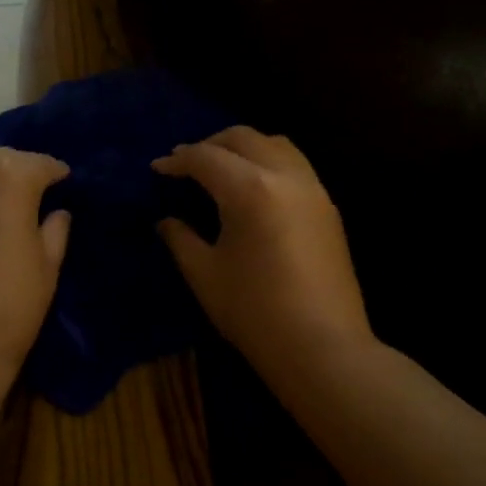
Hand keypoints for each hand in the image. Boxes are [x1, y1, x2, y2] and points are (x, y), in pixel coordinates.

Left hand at [0, 147, 71, 381]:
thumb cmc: (10, 302)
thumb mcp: (48, 265)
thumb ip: (55, 229)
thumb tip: (56, 213)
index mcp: (8, 175)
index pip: (41, 164)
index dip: (58, 176)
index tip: (66, 187)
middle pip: (0, 160)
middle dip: (19, 173)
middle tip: (33, 199)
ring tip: (0, 211)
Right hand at [153, 127, 372, 383]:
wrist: (322, 347)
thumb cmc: (254, 312)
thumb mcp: (205, 274)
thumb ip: (180, 238)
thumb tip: (166, 220)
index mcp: (250, 189)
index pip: (206, 158)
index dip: (177, 160)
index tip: (157, 169)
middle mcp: (286, 176)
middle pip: (244, 138)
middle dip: (210, 144)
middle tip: (186, 164)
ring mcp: (313, 189)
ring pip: (275, 145)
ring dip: (243, 148)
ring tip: (221, 169)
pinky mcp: (328, 208)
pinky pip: (294, 165)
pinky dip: (268, 162)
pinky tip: (253, 189)